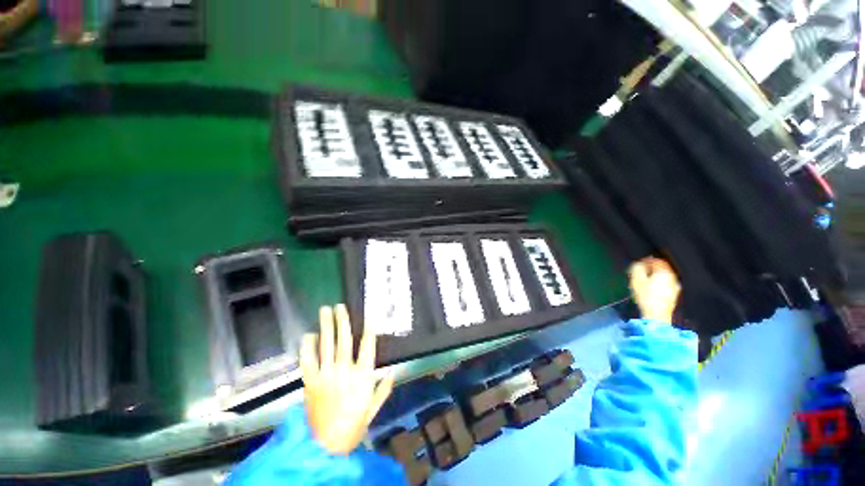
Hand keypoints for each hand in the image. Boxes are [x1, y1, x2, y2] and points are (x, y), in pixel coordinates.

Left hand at [300, 304, 394, 454]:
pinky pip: (307, 360)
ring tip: (325, 311)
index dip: (369, 329)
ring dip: (326, 326)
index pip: (367, 346)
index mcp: (362, 376)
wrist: (325, 448)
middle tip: (340, 306)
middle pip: (344, 340)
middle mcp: (344, 371)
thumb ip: (383, 389)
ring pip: (326, 345)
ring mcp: (325, 375)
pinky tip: (309, 335)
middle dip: (343, 321)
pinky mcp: (310, 382)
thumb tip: (392, 371)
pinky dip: (307, 346)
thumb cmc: (353, 427)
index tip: (369, 316)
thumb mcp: (373, 409)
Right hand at [629, 257, 680, 322]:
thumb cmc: (646, 296)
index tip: (639, 263)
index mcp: (664, 272)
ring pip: (665, 276)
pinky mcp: (674, 294)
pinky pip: (667, 283)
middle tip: (642, 271)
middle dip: (651, 268)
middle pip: (662, 268)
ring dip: (655, 275)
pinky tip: (653, 287)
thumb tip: (638, 264)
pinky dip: (659, 282)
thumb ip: (637, 269)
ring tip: (646, 279)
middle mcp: (672, 277)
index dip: (647, 260)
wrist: (657, 315)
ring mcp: (675, 286)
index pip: (657, 261)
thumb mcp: (636, 280)